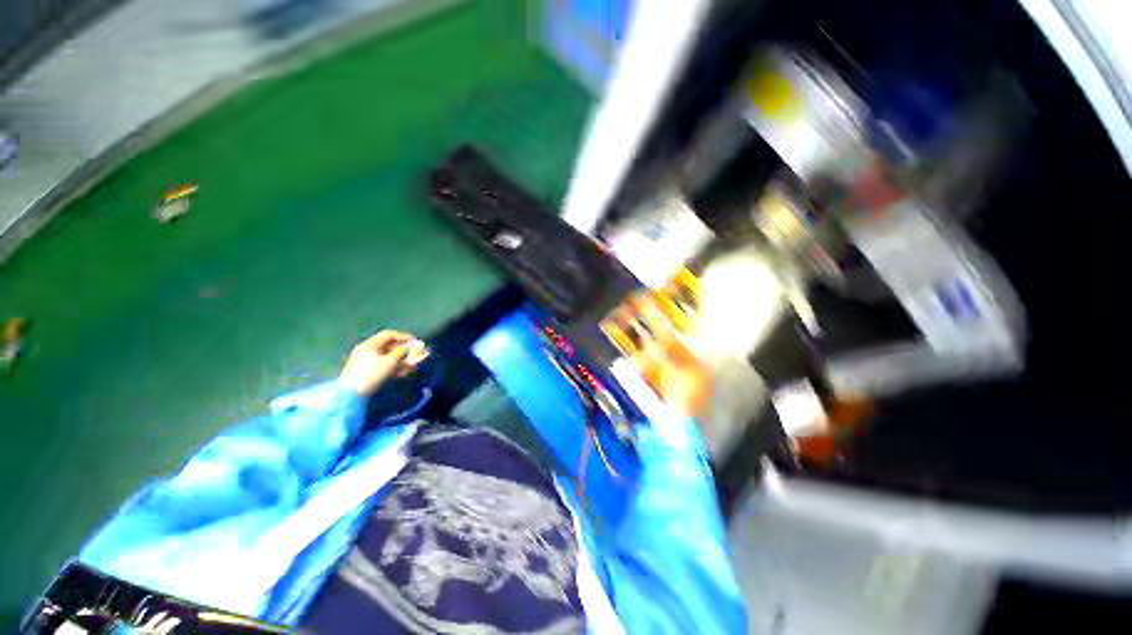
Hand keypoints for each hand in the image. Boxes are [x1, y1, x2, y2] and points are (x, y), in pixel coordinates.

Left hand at [339, 331, 427, 396]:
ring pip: (387, 356)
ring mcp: (365, 361)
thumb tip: (407, 348)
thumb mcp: (390, 361)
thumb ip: (401, 352)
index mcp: (370, 345)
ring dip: (400, 359)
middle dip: (403, 349)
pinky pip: (382, 364)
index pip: (388, 335)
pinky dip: (393, 366)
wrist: (351, 395)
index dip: (403, 336)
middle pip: (388, 346)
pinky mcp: (366, 371)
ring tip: (411, 365)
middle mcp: (366, 350)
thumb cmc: (371, 374)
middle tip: (414, 353)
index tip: (414, 341)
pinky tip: (402, 372)